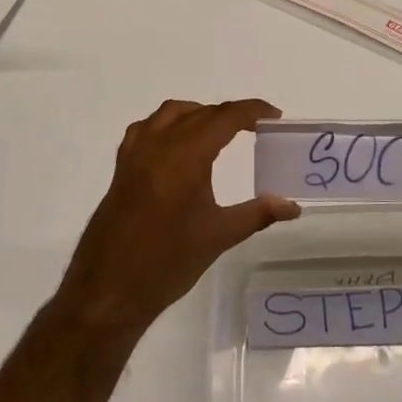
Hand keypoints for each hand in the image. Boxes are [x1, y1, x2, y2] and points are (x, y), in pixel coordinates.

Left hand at [55, 99, 300, 336]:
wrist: (109, 290)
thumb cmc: (167, 262)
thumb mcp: (218, 236)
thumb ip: (258, 214)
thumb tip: (292, 206)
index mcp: (186, 155)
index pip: (225, 117)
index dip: (252, 110)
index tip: (274, 116)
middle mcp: (159, 144)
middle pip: (200, 112)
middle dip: (230, 114)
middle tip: (256, 128)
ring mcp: (136, 153)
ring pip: (171, 114)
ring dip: (198, 114)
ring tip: (219, 132)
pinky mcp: (122, 167)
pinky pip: (146, 128)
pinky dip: (167, 125)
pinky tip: (176, 146)